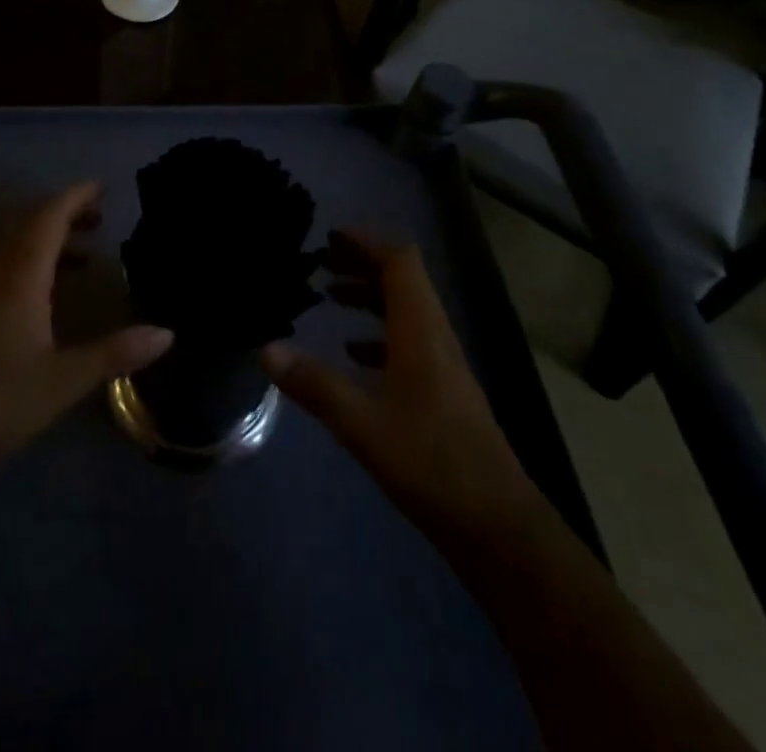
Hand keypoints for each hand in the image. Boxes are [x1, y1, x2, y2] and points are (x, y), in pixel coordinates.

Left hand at [0, 182, 173, 494]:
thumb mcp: (62, 381)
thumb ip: (114, 353)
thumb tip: (167, 333)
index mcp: (19, 277)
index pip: (48, 218)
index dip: (74, 197)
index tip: (101, 187)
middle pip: (29, 226)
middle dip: (63, 213)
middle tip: (99, 216)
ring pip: (14, 249)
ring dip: (48, 240)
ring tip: (84, 253)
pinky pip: (4, 271)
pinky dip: (32, 265)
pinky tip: (47, 297)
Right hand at [263, 231, 530, 533]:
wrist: (498, 527)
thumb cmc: (432, 463)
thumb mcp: (363, 424)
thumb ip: (314, 385)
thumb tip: (267, 348)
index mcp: (421, 330)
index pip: (400, 261)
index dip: (367, 242)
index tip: (331, 238)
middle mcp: (435, 337)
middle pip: (403, 280)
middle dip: (363, 264)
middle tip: (321, 263)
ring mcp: (443, 365)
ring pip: (406, 311)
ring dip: (370, 297)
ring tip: (330, 298)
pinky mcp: (445, 392)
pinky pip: (410, 342)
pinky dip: (379, 334)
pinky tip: (354, 355)